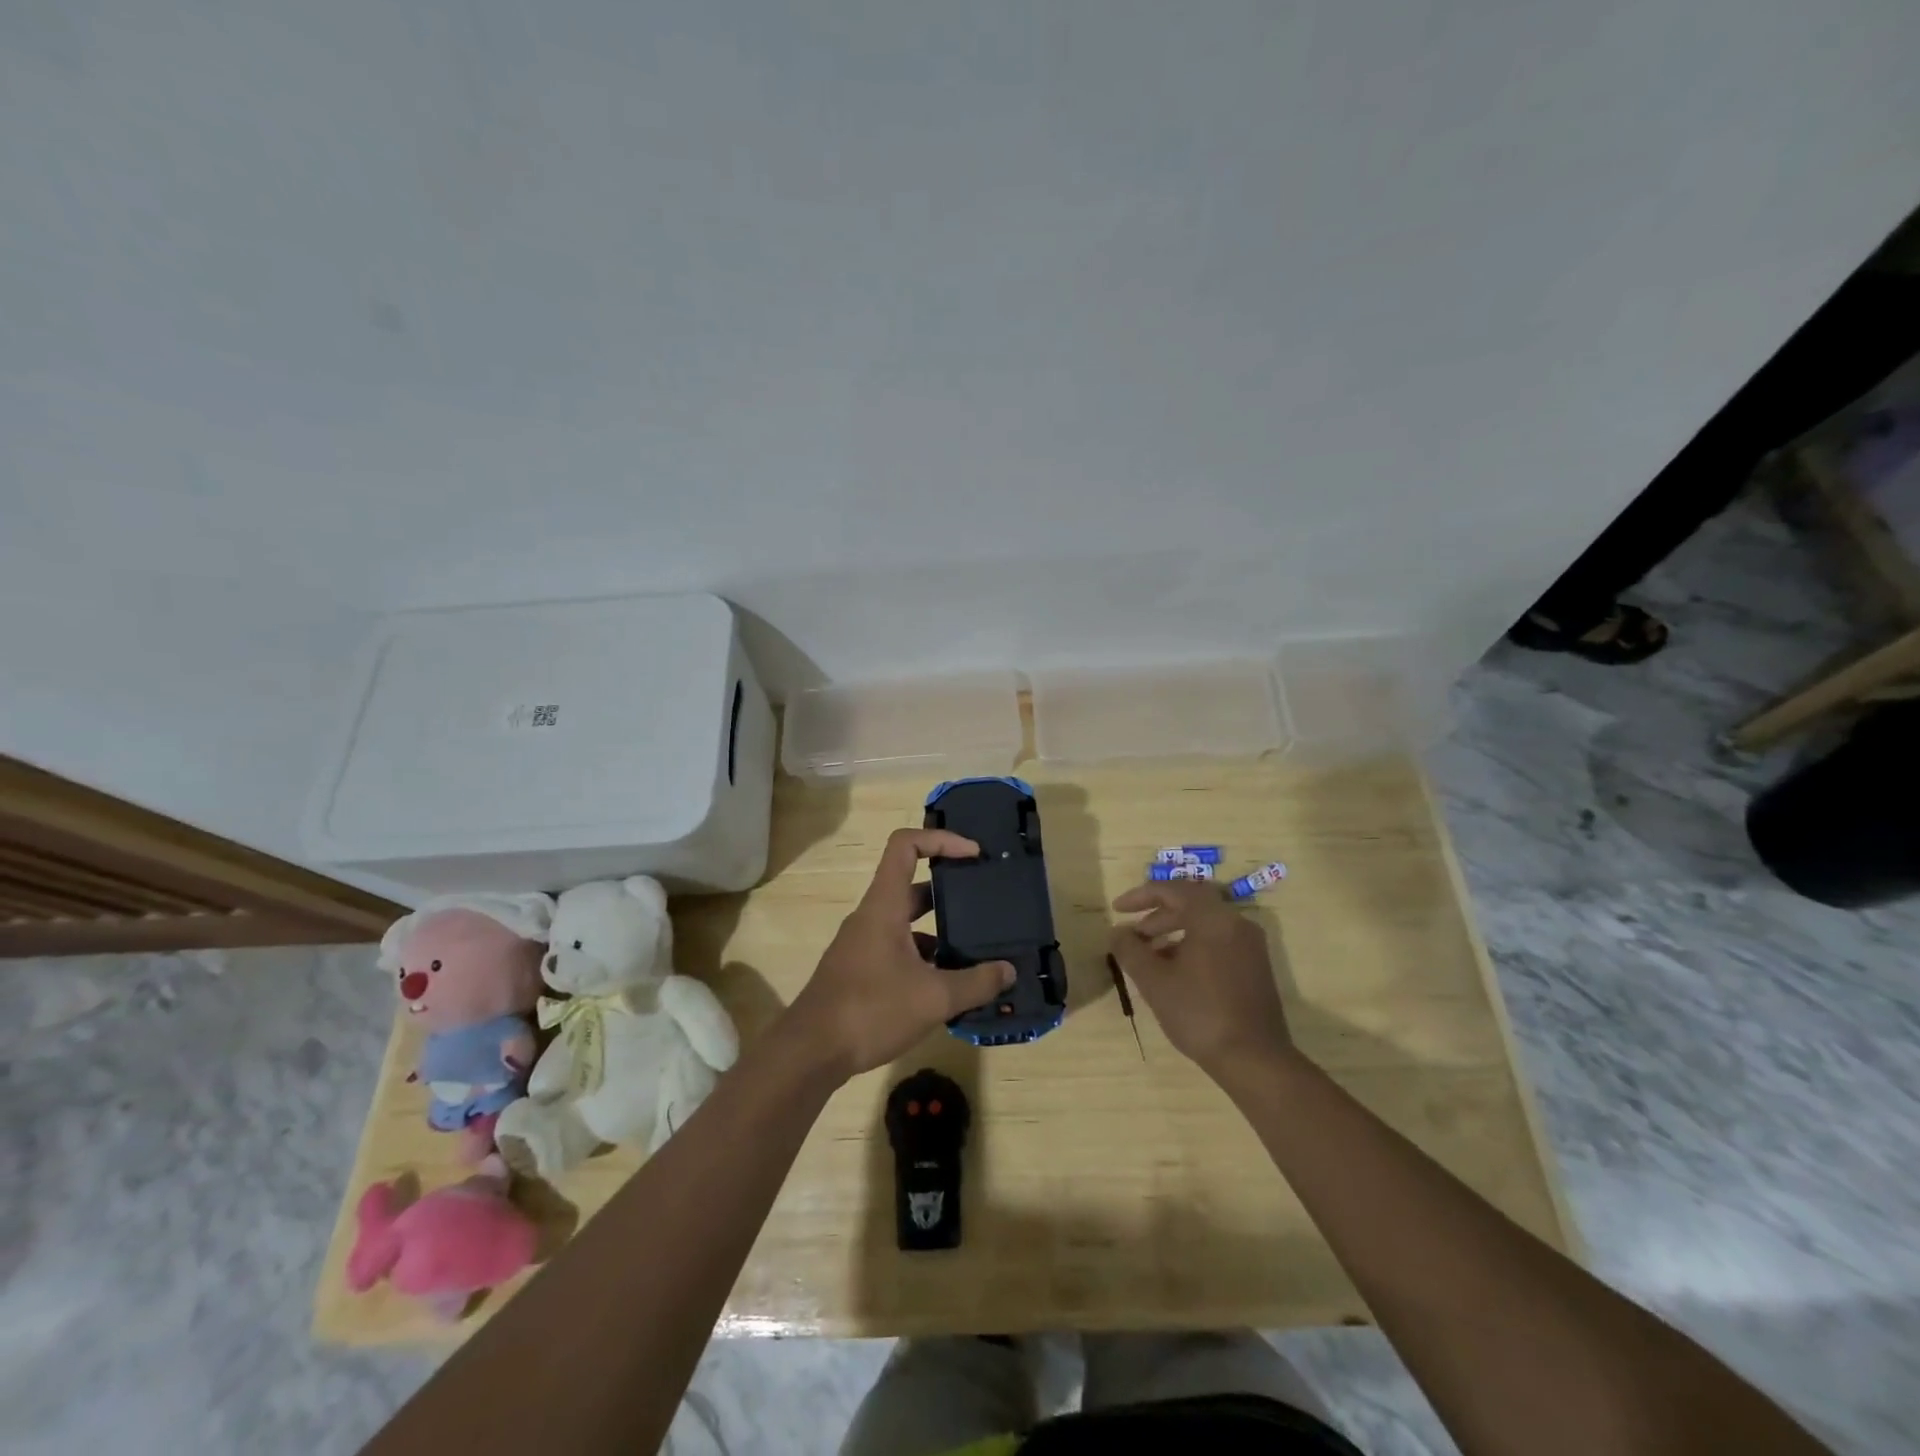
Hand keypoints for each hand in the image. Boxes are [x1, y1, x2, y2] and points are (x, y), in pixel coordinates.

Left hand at [783, 828, 1015, 1081]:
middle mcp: (872, 916)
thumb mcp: (933, 998)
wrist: (810, 1052)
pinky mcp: (859, 970)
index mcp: (884, 905)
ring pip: (906, 921)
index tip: (973, 853)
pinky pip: (897, 948)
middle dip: (950, 890)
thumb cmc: (870, 1010)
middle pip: (912, 885)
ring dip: (939, 929)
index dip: (941, 839)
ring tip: (975, 949)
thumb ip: (976, 982)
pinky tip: (946, 985)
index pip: (906, 845)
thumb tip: (1008, 970)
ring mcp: (862, 944)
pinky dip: (923, 957)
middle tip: (984, 903)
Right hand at [1107, 880, 1293, 1080]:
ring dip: (1173, 931)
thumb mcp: (1154, 981)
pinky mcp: (1256, 966)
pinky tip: (1175, 972)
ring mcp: (1250, 945)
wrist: (1255, 1060)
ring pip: (1205, 923)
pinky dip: (1193, 945)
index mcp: (1213, 918)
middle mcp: (1236, 923)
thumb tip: (1117, 932)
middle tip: (1132, 934)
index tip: (1117, 910)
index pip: (1173, 890)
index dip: (1141, 896)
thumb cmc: (1199, 1013)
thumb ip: (1130, 950)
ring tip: (1149, 955)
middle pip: (1191, 904)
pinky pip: (1219, 941)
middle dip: (1156, 915)